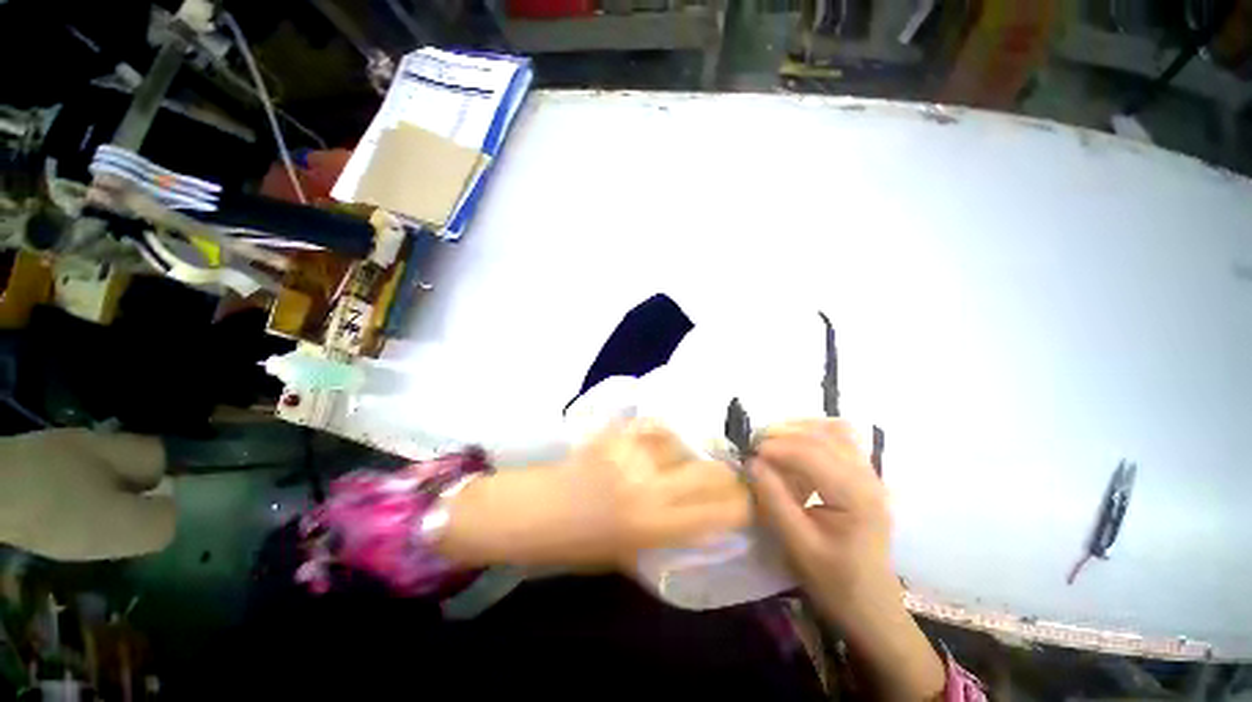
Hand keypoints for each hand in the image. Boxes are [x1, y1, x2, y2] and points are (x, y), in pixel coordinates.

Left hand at [441, 420, 751, 569]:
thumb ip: (668, 535)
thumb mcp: (627, 555)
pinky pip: (653, 427)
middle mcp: (649, 486)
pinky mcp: (616, 434)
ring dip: (693, 452)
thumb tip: (702, 520)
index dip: (742, 505)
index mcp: (653, 525)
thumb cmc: (576, 545)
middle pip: (709, 472)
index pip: (719, 511)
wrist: (532, 511)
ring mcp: (632, 454)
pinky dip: (664, 434)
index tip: (749, 502)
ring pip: (683, 443)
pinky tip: (665, 440)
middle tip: (731, 476)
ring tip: (693, 457)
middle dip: (728, 475)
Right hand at [750, 419, 892, 617]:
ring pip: (834, 430)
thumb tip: (751, 462)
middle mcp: (867, 477)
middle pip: (823, 436)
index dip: (777, 447)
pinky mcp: (863, 475)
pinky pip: (840, 439)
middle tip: (755, 445)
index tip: (749, 453)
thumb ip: (773, 500)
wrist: (870, 604)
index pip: (812, 454)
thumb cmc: (834, 580)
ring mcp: (869, 474)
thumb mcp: (798, 544)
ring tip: (772, 441)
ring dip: (799, 429)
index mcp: (856, 496)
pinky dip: (813, 433)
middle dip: (784, 434)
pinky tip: (795, 444)